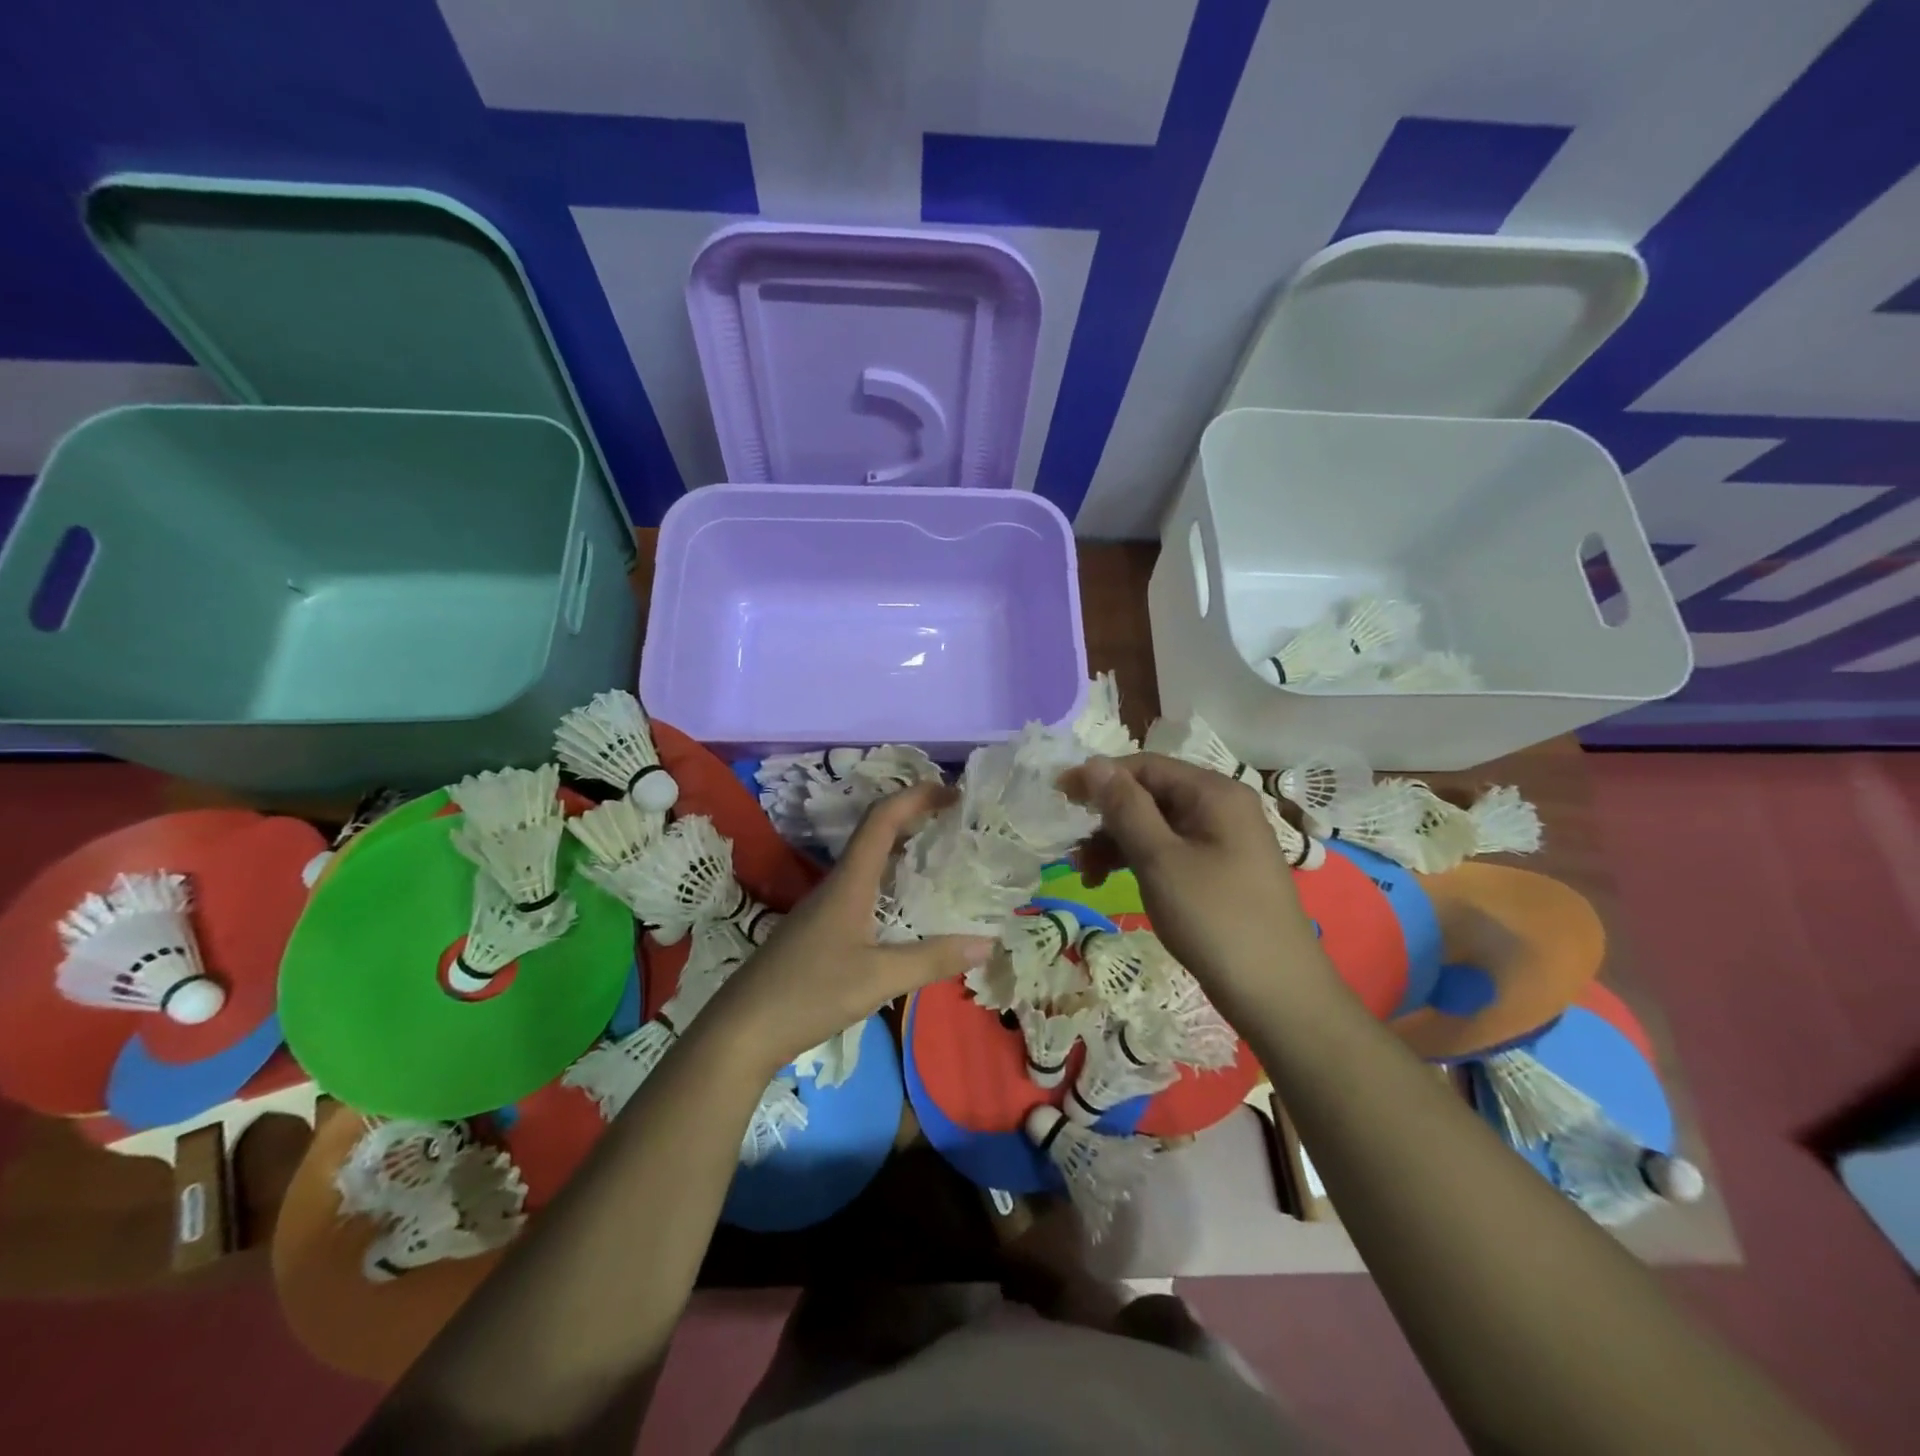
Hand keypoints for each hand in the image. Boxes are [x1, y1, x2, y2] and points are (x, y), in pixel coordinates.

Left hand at [707, 782, 994, 1074]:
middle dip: (915, 818)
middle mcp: (837, 884)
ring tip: (941, 856)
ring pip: (869, 862)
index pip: (882, 819)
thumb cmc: (809, 993)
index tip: (953, 792)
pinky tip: (907, 908)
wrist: (742, 1029)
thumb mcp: (878, 979)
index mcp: (849, 881)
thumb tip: (988, 943)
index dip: (916, 796)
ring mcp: (825, 907)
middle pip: (876, 833)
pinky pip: (863, 888)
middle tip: (956, 821)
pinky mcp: (820, 930)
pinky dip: (891, 882)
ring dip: (903, 849)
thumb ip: (932, 960)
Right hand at [1064, 754, 1335, 1014]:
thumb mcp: (1160, 859)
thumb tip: (1094, 763)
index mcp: (1214, 793)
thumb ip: (1125, 807)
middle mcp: (1223, 807)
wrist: (1278, 994)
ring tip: (1088, 876)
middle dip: (1107, 818)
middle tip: (1072, 850)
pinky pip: (1173, 850)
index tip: (1059, 797)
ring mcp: (1226, 840)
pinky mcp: (1222, 871)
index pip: (1145, 766)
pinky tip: (1116, 883)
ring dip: (1119, 844)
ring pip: (1159, 825)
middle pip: (1151, 794)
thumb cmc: (1215, 919)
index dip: (1100, 777)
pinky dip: (1141, 861)